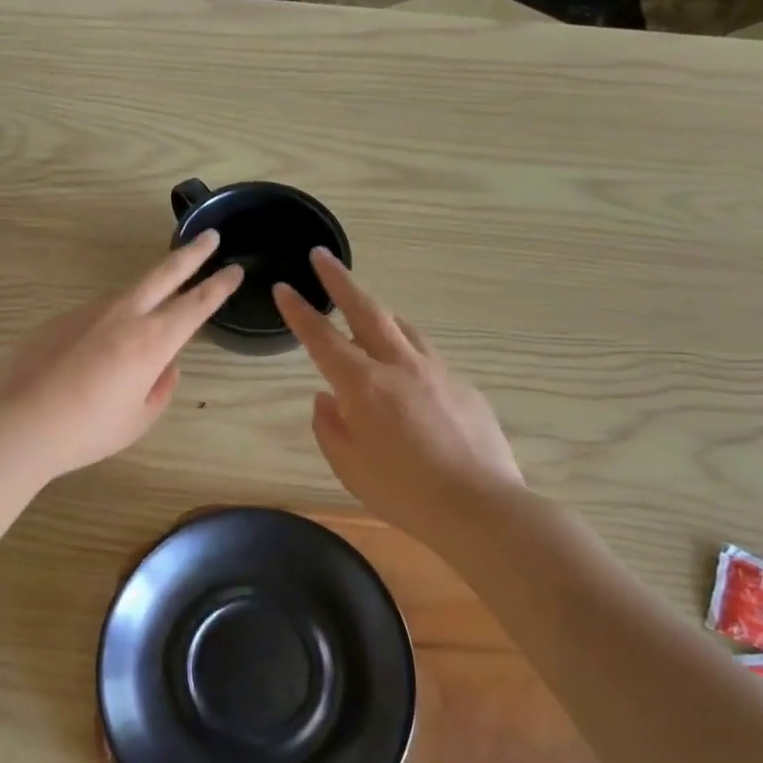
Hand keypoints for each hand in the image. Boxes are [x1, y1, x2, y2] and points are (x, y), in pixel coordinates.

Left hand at [0, 231, 243, 481]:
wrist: (19, 422)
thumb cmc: (87, 430)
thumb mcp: (138, 419)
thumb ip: (160, 388)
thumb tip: (165, 367)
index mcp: (152, 342)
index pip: (196, 305)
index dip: (218, 286)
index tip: (233, 270)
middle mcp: (124, 316)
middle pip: (164, 274)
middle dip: (191, 254)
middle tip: (210, 237)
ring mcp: (89, 312)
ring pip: (129, 293)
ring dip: (150, 289)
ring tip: (156, 303)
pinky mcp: (61, 318)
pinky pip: (98, 314)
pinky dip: (112, 320)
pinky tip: (101, 347)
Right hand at [273, 251, 523, 541]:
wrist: (479, 505)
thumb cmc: (403, 492)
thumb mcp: (349, 466)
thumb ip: (330, 427)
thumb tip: (327, 399)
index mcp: (362, 385)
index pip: (321, 338)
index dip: (299, 311)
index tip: (284, 286)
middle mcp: (399, 365)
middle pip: (366, 309)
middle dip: (339, 280)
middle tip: (322, 257)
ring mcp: (436, 371)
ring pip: (403, 327)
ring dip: (379, 313)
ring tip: (365, 311)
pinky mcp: (463, 385)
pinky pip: (428, 358)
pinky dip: (408, 354)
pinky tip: (409, 378)